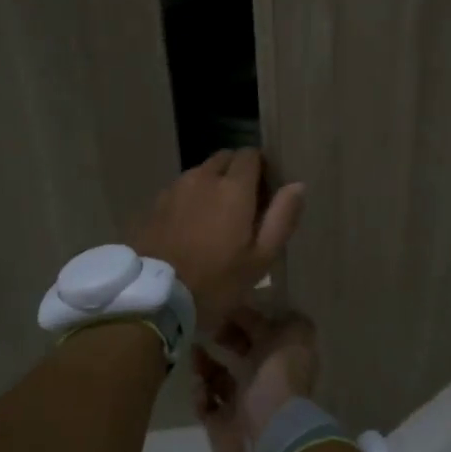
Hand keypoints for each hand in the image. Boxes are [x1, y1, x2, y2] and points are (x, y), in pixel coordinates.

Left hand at [131, 150, 304, 333]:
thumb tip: (298, 185)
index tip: (265, 192)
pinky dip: (190, 199)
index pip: (250, 155)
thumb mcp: (259, 259)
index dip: (261, 168)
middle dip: (236, 172)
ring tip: (215, 219)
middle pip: (224, 159)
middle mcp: (202, 178)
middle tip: (243, 206)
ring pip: (200, 173)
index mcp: (233, 188)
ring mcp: (174, 188)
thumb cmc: (215, 282)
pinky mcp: (154, 203)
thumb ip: (281, 218)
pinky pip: (179, 190)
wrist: (153, 296)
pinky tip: (190, 227)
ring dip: (211, 185)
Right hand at [193, 307, 318, 451]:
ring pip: (217, 379)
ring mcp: (241, 405)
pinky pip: (205, 405)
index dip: (244, 320)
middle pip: (239, 355)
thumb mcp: (283, 334)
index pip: (262, 334)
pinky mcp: (220, 425)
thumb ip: (262, 320)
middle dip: (222, 340)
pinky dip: (200, 394)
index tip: (224, 309)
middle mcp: (262, 381)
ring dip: (204, 365)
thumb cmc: (278, 377)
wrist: (269, 432)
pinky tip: (200, 387)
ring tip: (194, 354)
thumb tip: (243, 309)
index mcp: (280, 359)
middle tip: (206, 330)